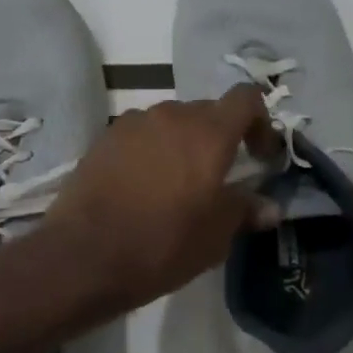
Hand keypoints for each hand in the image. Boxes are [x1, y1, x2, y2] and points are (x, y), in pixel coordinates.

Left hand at [40, 85, 281, 315]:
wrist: (84, 255)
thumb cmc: (162, 245)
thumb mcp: (215, 237)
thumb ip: (244, 211)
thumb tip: (268, 206)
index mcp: (208, 132)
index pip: (246, 98)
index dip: (259, 122)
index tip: (258, 156)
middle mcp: (170, 115)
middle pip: (206, 111)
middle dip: (219, 138)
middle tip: (217, 178)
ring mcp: (132, 124)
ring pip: (169, 123)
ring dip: (181, 144)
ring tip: (175, 185)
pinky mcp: (103, 139)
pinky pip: (139, 136)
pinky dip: (149, 152)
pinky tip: (141, 187)